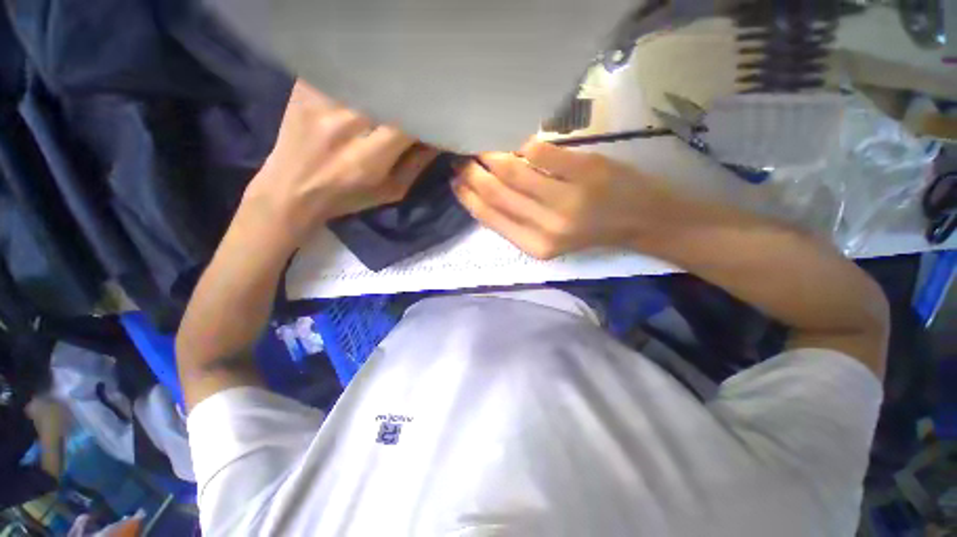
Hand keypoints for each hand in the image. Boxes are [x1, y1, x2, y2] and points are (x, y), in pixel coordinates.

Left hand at [242, 80, 438, 242]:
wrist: (291, 189)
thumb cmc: (348, 197)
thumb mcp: (391, 191)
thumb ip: (417, 166)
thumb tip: (438, 139)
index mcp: (367, 160)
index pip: (406, 124)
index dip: (426, 115)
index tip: (437, 113)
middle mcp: (342, 126)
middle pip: (387, 94)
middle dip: (408, 94)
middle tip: (419, 97)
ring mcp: (318, 103)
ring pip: (364, 76)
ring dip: (384, 81)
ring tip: (392, 87)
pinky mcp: (302, 88)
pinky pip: (340, 68)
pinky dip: (357, 72)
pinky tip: (363, 81)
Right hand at [452, 140, 676, 258]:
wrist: (640, 220)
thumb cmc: (591, 231)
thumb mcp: (549, 239)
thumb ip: (518, 221)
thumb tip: (484, 193)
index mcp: (535, 246)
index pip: (490, 218)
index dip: (468, 197)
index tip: (455, 180)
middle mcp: (547, 226)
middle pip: (497, 193)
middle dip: (473, 173)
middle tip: (462, 157)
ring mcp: (567, 198)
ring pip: (513, 170)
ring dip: (491, 154)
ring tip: (481, 146)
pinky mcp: (585, 170)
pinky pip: (539, 151)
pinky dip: (521, 142)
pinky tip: (512, 139)